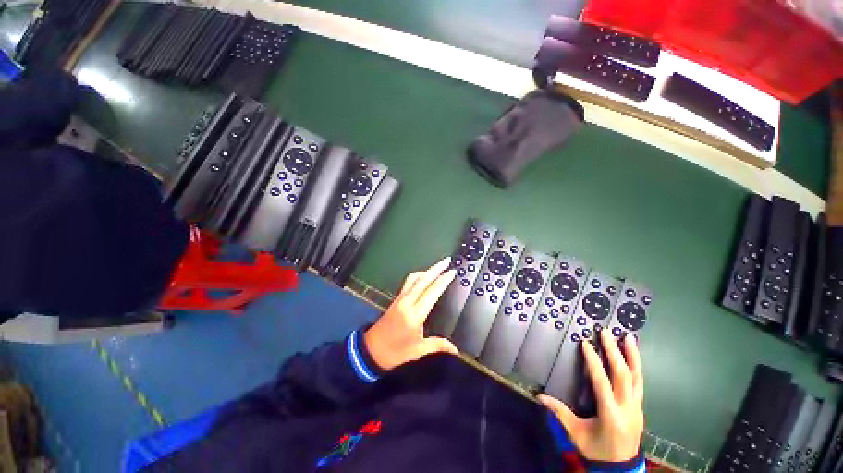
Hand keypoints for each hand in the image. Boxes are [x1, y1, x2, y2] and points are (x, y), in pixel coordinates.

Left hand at [364, 258, 458, 370]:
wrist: (371, 350)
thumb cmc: (395, 352)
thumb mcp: (418, 350)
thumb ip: (438, 345)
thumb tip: (455, 349)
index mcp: (415, 314)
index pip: (431, 292)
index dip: (443, 281)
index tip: (452, 272)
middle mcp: (407, 302)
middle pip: (423, 280)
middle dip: (436, 269)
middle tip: (447, 260)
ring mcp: (400, 299)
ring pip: (414, 279)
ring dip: (426, 271)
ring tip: (438, 267)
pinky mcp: (396, 299)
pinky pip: (408, 282)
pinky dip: (418, 276)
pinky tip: (423, 277)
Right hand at [538, 330, 643, 462]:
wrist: (621, 469)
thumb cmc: (596, 450)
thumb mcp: (576, 433)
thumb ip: (559, 413)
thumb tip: (539, 396)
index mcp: (610, 414)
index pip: (602, 383)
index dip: (594, 362)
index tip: (586, 344)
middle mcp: (627, 408)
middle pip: (623, 376)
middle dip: (614, 352)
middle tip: (607, 333)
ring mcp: (637, 408)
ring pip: (637, 378)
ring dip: (633, 357)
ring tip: (629, 338)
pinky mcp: (640, 408)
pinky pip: (640, 384)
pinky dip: (637, 368)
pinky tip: (634, 357)